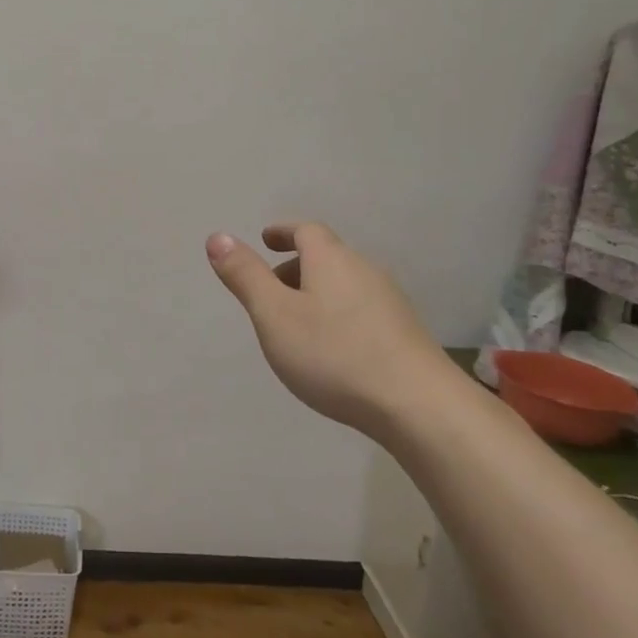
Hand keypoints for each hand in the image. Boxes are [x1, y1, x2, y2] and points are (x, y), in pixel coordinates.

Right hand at [206, 222, 434, 433]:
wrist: (419, 406)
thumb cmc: (334, 354)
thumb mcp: (274, 315)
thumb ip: (245, 276)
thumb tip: (217, 237)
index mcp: (331, 259)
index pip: (305, 230)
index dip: (283, 232)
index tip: (266, 239)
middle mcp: (364, 270)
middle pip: (326, 257)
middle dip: (295, 267)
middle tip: (270, 290)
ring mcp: (390, 302)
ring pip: (344, 285)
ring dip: (317, 293)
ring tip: (296, 324)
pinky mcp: (404, 334)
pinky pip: (361, 310)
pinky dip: (338, 316)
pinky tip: (332, 350)